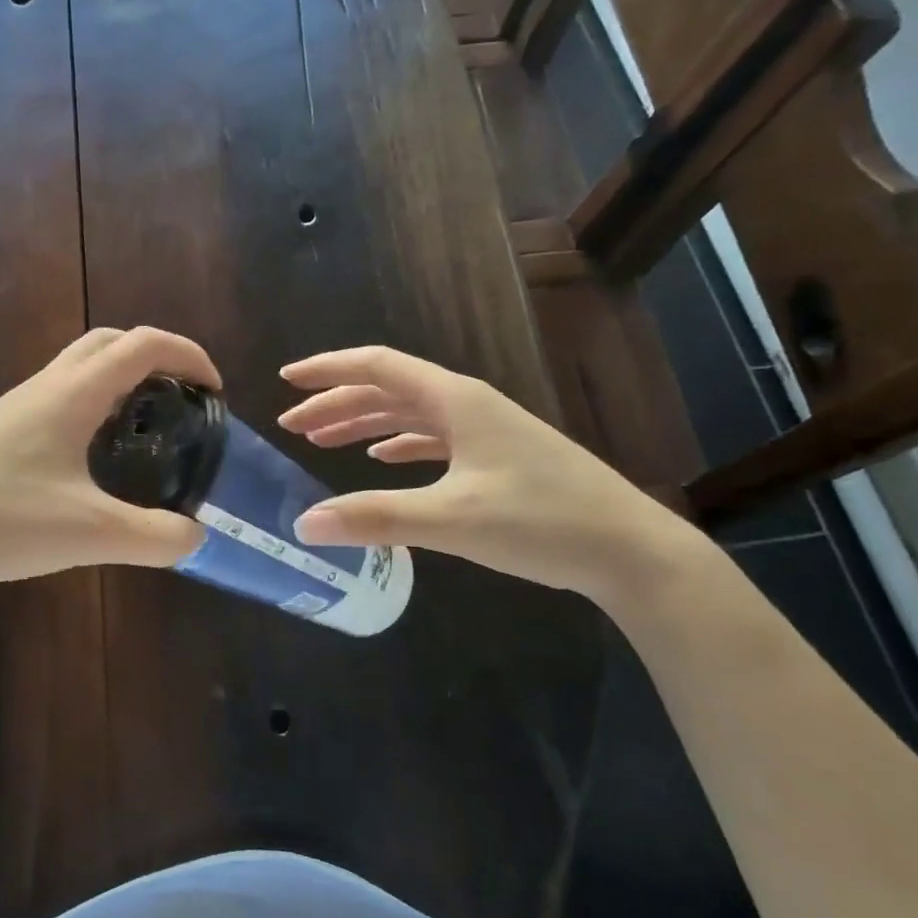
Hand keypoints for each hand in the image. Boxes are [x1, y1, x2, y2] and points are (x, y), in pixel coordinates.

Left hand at [0, 327, 216, 593]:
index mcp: (72, 394)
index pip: (143, 345)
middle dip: (152, 358)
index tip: (214, 389)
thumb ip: (152, 537)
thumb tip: (195, 537)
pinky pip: (53, 401)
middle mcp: (43, 388)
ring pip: (75, 371)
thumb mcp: (88, 533)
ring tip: (139, 432)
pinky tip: (85, 464)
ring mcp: (12, 409)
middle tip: (178, 400)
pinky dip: (86, 410)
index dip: (188, 355)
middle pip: (107, 343)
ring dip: (116, 383)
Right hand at [278, 346, 702, 606]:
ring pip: (409, 413)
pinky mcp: (497, 456)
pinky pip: (433, 437)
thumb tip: (304, 524)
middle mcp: (467, 404)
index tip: (286, 382)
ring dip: (363, 422)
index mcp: (455, 400)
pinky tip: (383, 459)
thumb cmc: (542, 522)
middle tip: (293, 426)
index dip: (328, 370)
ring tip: (323, 441)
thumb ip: (375, 518)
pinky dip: (398, 442)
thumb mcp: (452, 521)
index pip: (377, 367)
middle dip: (336, 403)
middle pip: (388, 389)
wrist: (631, 550)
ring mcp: (485, 429)